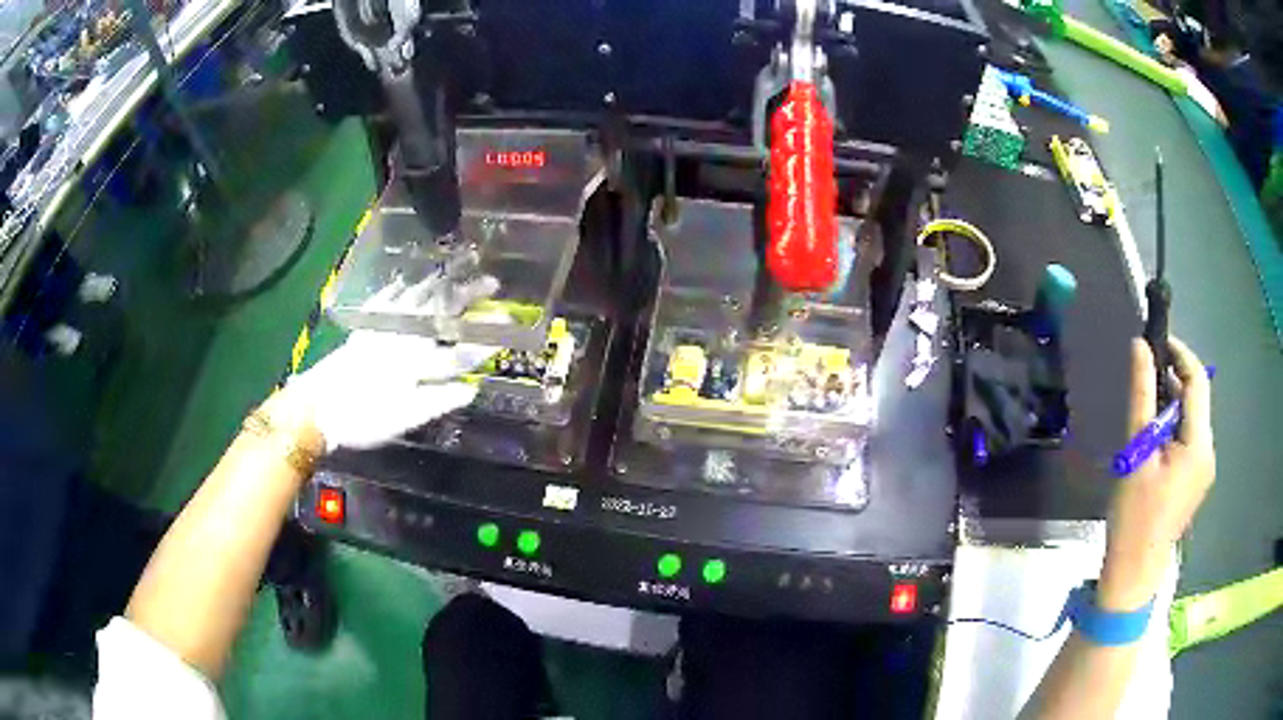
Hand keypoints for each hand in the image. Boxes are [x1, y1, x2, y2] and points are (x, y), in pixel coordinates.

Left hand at [284, 273, 501, 451]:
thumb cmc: (362, 418)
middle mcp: (403, 339)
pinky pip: (386, 299)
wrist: (316, 408)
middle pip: (441, 314)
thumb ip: (437, 402)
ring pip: (416, 300)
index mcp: (416, 365)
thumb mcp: (403, 420)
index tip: (510, 324)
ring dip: (439, 283)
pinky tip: (406, 279)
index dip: (486, 338)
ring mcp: (382, 329)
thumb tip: (471, 389)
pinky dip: (400, 287)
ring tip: (458, 266)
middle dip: (468, 297)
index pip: (459, 350)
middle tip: (491, 281)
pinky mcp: (364, 327)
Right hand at [1099, 337, 1214, 609]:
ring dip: (1171, 405)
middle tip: (1143, 376)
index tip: (1154, 340)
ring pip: (1191, 419)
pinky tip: (1153, 440)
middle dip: (1173, 380)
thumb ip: (1142, 395)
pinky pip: (1188, 439)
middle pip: (1196, 399)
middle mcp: (1208, 451)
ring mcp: (1203, 468)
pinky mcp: (1195, 480)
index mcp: (1199, 444)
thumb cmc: (1134, 515)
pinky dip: (1172, 428)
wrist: (1134, 571)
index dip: (1179, 353)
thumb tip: (1140, 346)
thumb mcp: (1136, 452)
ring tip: (1144, 410)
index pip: (1197, 380)